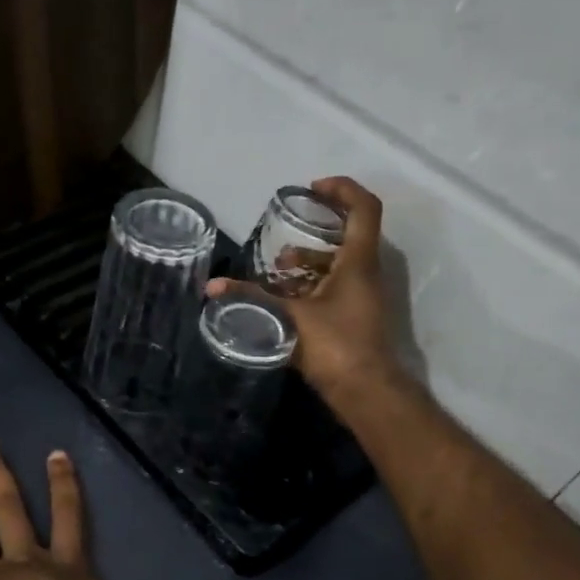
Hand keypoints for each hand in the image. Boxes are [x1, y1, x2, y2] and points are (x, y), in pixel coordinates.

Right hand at [210, 176, 401, 399]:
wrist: (365, 390)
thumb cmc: (334, 345)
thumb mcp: (289, 316)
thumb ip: (252, 296)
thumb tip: (213, 286)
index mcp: (358, 262)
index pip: (364, 208)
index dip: (341, 189)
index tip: (312, 189)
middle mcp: (366, 272)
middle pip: (351, 231)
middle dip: (319, 225)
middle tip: (290, 223)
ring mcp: (363, 294)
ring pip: (340, 262)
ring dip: (311, 258)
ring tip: (278, 266)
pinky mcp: (354, 313)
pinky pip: (335, 284)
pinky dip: (312, 281)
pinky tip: (285, 294)